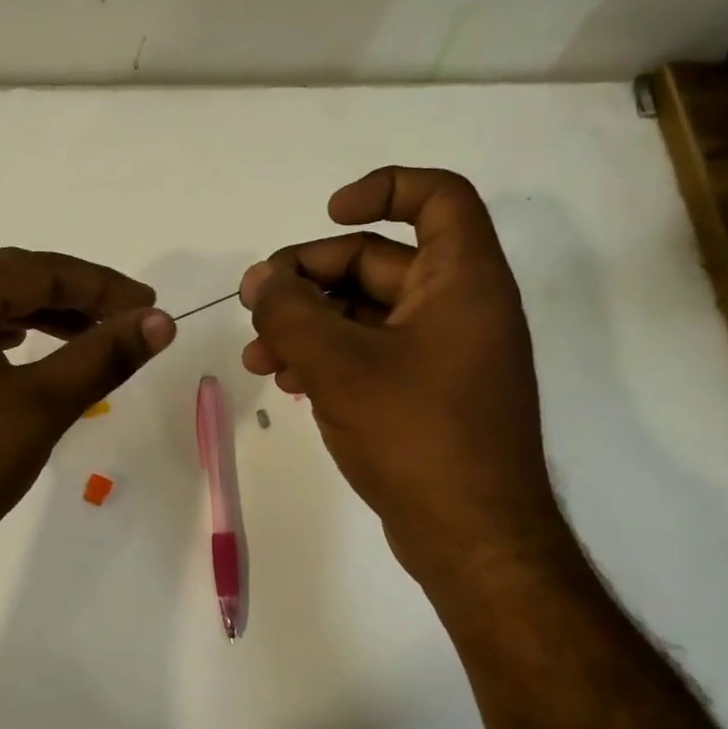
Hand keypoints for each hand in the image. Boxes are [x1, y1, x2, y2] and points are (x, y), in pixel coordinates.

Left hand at [0, 248, 174, 583]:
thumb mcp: (43, 405)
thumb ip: (104, 356)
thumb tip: (160, 322)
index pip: (37, 272)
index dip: (101, 286)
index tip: (149, 303)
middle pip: (9, 282)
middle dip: (73, 298)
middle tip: (126, 317)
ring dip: (41, 316)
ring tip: (90, 335)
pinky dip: (5, 337)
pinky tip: (28, 348)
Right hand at [241, 167, 563, 584]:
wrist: (472, 539)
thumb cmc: (416, 435)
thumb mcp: (338, 365)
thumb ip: (290, 311)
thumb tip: (261, 279)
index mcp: (462, 281)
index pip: (438, 197)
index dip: (383, 189)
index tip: (328, 215)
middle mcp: (460, 307)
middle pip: (379, 261)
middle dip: (310, 277)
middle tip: (256, 302)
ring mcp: (443, 354)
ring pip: (365, 313)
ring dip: (308, 323)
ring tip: (259, 356)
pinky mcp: (425, 393)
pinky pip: (370, 353)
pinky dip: (328, 357)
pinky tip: (287, 382)